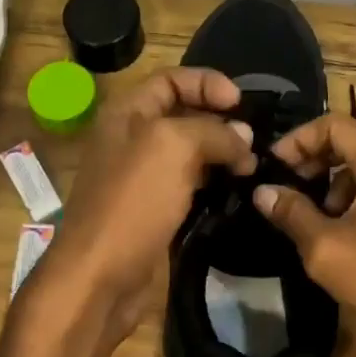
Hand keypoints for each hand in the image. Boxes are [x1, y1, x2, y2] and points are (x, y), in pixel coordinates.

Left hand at [38, 67, 255, 340]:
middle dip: (220, 120)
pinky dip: (213, 184)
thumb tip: (243, 137)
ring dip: (221, 154)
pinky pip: (189, 186)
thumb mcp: (173, 148)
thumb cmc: (133, 202)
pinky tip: (237, 191)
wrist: (101, 276)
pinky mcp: (155, 211)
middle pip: (183, 115)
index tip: (241, 103)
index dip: (206, 83)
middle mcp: (132, 140)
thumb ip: (213, 131)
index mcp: (126, 114)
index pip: (170, 79)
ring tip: (252, 167)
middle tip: (254, 141)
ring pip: (190, 153)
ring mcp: (143, 178)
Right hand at [252, 113, 355, 356]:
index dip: (299, 139)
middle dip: (321, 152)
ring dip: (344, 171)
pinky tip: (355, 222)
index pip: (334, 124)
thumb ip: (292, 214)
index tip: (276, 165)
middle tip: (295, 180)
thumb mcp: (326, 251)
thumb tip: (263, 192)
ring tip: (324, 209)